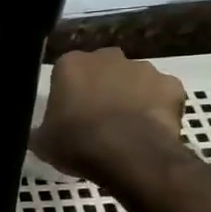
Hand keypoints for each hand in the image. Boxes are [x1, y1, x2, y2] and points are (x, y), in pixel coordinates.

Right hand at [30, 48, 186, 183]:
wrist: (129, 155)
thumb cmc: (78, 143)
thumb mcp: (43, 142)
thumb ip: (40, 131)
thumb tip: (38, 133)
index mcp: (71, 64)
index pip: (66, 72)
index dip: (68, 93)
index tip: (69, 114)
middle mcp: (107, 57)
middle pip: (102, 69)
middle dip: (101, 87)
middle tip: (97, 118)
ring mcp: (143, 68)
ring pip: (134, 79)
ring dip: (131, 96)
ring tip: (127, 128)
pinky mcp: (171, 85)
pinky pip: (162, 94)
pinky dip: (158, 108)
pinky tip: (151, 129)